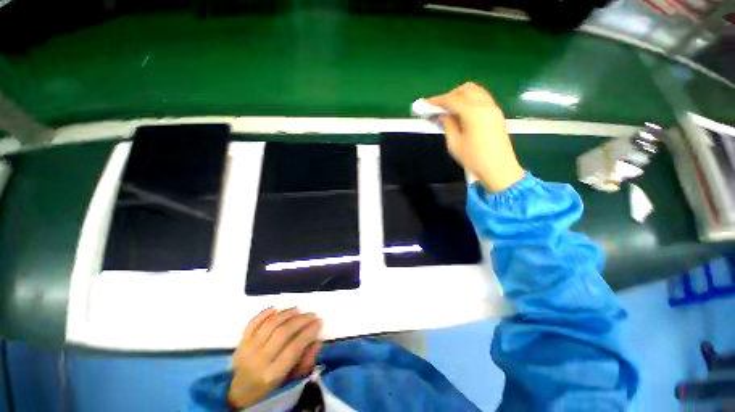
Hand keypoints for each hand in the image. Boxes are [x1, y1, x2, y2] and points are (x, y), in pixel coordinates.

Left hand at [228, 307, 323, 408]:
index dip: (309, 332)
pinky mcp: (240, 342)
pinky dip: (264, 313)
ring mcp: (247, 349)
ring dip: (286, 313)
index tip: (319, 321)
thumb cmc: (270, 387)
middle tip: (312, 314)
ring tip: (298, 309)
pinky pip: (252, 323)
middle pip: (283, 332)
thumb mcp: (290, 380)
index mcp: (272, 373)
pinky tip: (276, 308)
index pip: (294, 347)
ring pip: (269, 324)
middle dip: (301, 320)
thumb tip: (317, 340)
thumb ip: (305, 360)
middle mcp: (259, 360)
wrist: (240, 393)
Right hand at [426, 82, 524, 192]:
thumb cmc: (474, 158)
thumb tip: (441, 114)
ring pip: (475, 91)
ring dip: (460, 96)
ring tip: (449, 110)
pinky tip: (461, 113)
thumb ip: (447, 124)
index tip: (426, 104)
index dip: (437, 100)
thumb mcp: (454, 143)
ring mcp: (493, 108)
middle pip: (466, 89)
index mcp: (474, 112)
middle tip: (439, 108)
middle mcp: (485, 105)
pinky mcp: (496, 113)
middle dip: (450, 95)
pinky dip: (469, 100)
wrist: (499, 168)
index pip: (452, 99)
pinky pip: (481, 98)